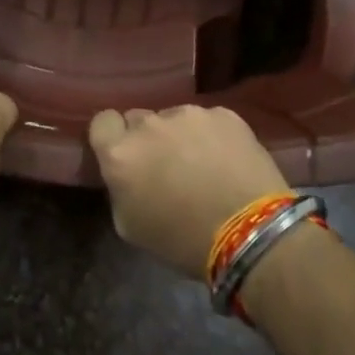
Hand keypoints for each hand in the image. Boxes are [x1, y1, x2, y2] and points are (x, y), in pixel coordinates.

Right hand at [88, 105, 287, 278]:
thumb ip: (119, 188)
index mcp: (120, 152)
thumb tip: (127, 174)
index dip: (112, 137)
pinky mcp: (224, 114)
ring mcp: (189, 114)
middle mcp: (150, 123)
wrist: (251, 234)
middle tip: (166, 166)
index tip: (125, 156)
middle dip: (147, 138)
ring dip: (180, 136)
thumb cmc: (183, 240)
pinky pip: (208, 121)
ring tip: (203, 166)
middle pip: (139, 119)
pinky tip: (227, 162)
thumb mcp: (130, 226)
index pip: (102, 122)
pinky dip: (212, 137)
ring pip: (175, 118)